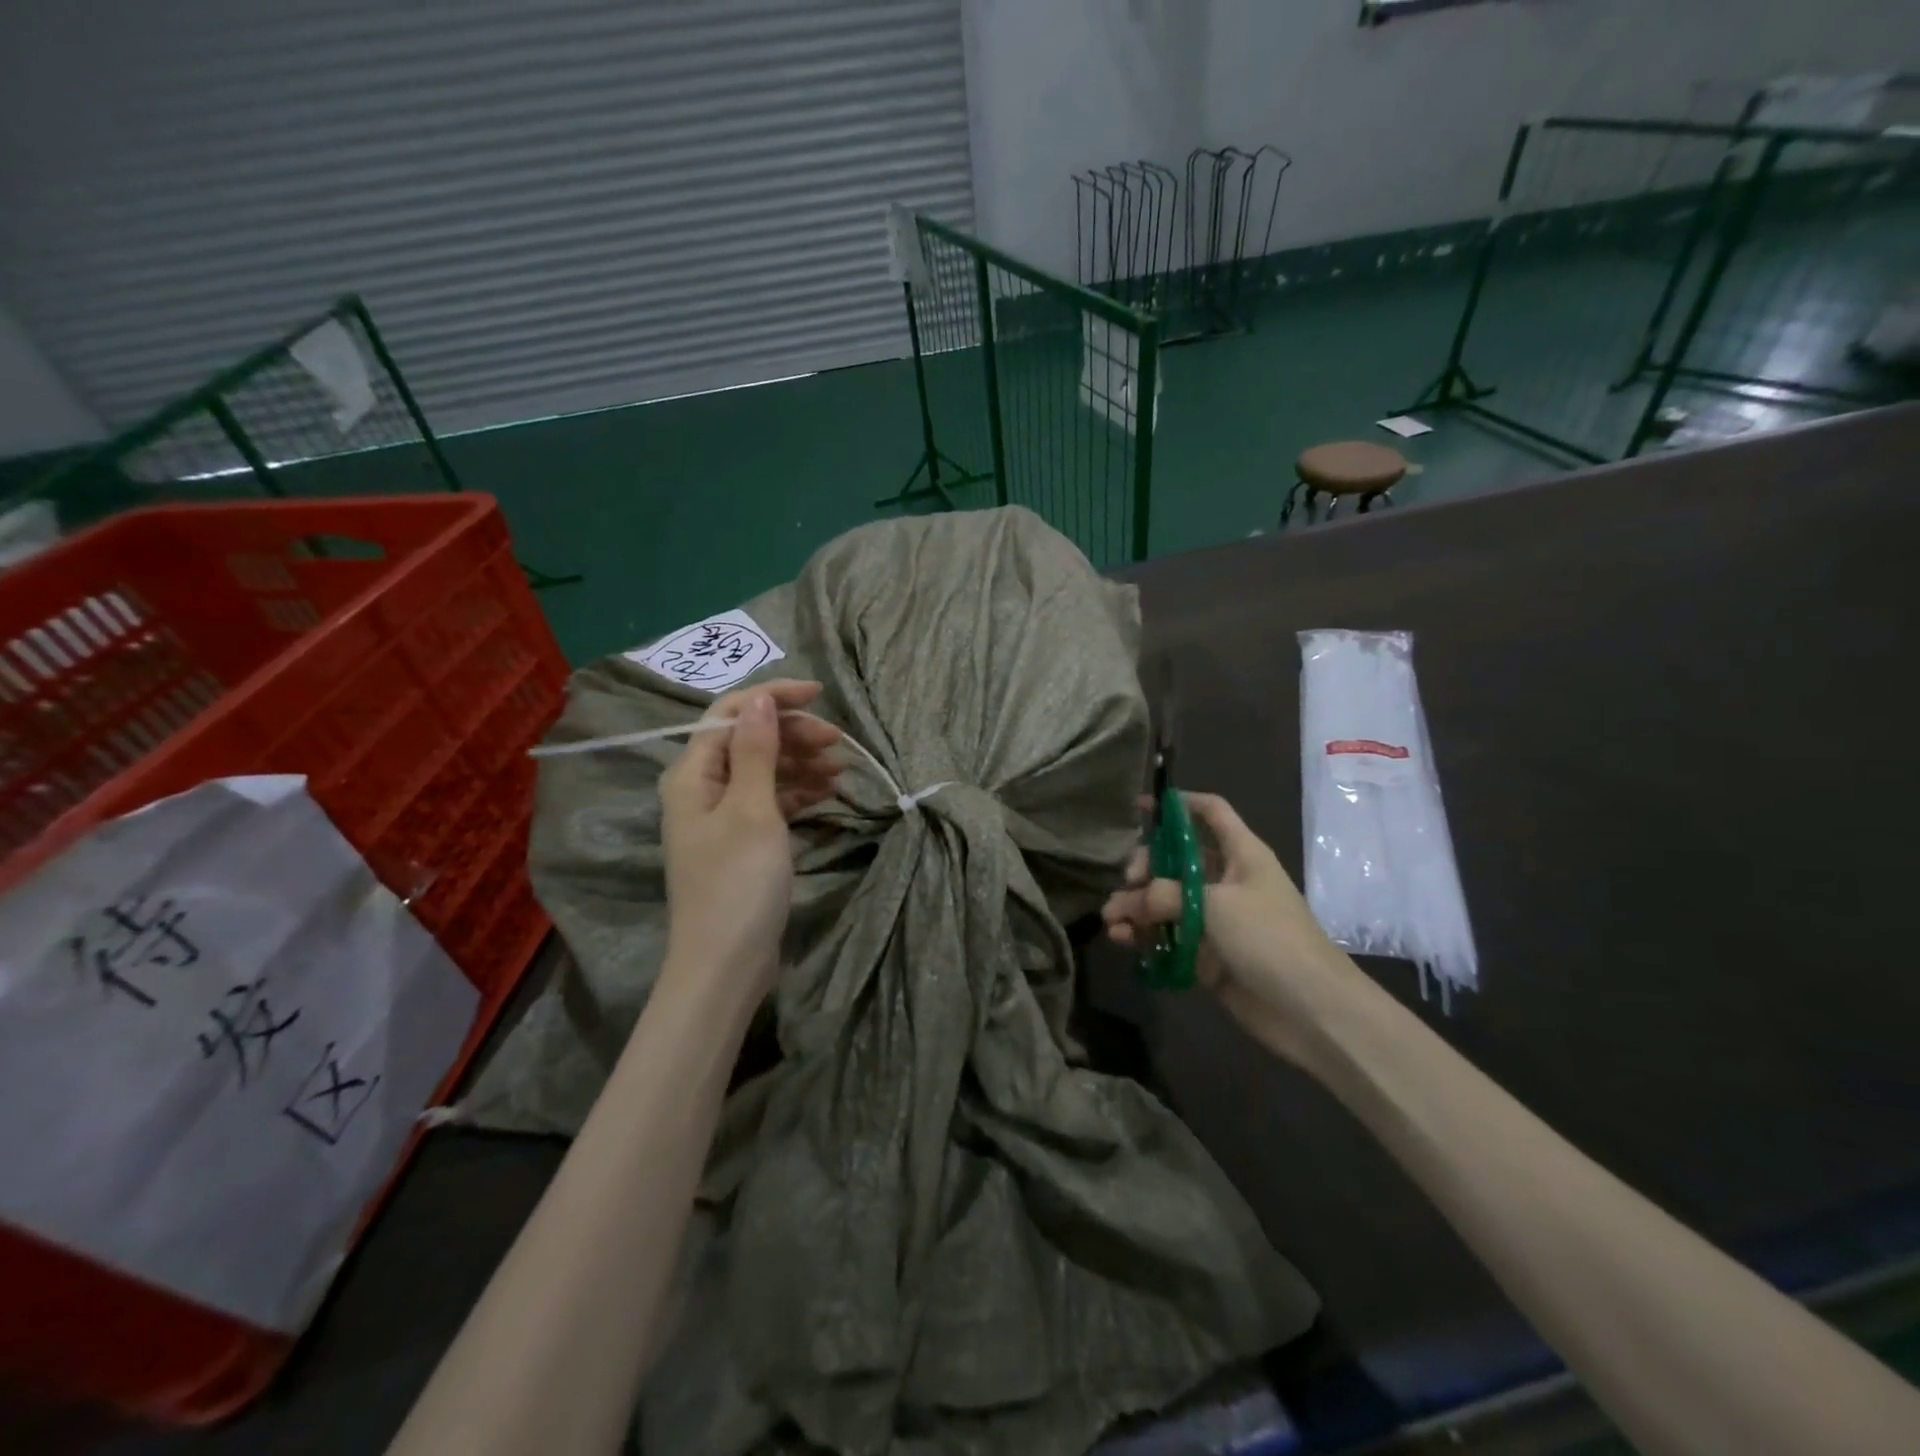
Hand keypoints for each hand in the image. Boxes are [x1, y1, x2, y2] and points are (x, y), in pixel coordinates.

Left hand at [658, 680, 841, 995]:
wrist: (726, 963)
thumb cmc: (737, 882)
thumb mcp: (752, 810)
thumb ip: (756, 751)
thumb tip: (760, 700)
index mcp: (693, 773)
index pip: (731, 715)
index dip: (773, 698)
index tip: (819, 696)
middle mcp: (702, 788)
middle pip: (749, 740)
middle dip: (793, 734)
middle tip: (838, 743)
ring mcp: (722, 815)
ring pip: (764, 770)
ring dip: (800, 763)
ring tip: (841, 769)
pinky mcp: (741, 840)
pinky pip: (770, 800)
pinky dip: (798, 792)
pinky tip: (828, 792)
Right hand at [1102, 792, 1358, 1065]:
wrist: (1311, 1010)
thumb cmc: (1271, 939)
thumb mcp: (1217, 905)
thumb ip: (1165, 896)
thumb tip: (1127, 901)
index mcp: (1241, 854)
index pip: (1210, 812)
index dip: (1179, 804)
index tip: (1141, 807)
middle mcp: (1225, 881)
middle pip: (1175, 859)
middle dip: (1145, 866)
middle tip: (1127, 881)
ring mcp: (1214, 920)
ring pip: (1164, 901)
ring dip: (1135, 906)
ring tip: (1112, 920)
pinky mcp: (1205, 954)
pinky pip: (1166, 936)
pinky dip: (1143, 936)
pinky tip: (1123, 940)